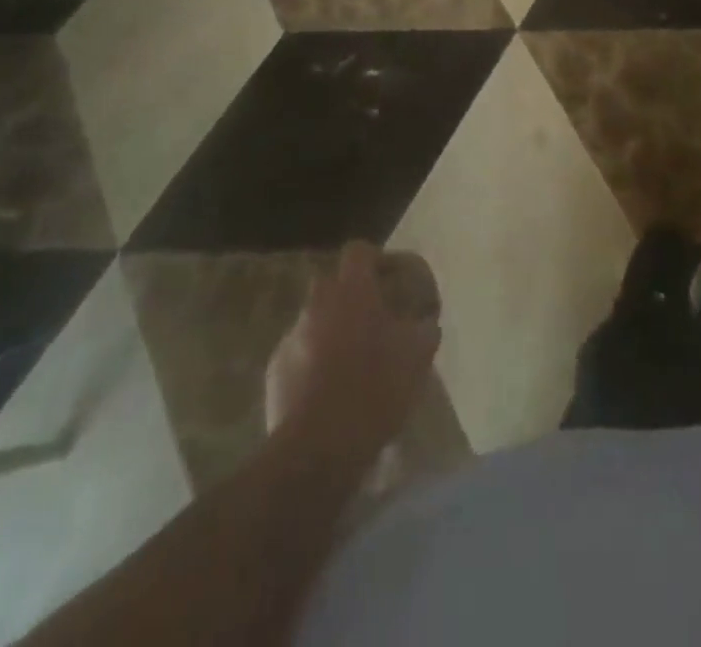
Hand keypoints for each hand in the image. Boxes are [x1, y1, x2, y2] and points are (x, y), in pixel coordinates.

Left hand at [265, 242, 441, 471]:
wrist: (317, 450)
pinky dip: (315, 361)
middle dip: (353, 295)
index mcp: (352, 291)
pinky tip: (331, 389)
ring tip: (354, 361)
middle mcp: (317, 304)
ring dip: (334, 330)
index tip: (393, 280)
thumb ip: (424, 327)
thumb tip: (425, 320)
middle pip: (334, 283)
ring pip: (316, 319)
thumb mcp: (418, 355)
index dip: (377, 259)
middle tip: (376, 320)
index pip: (359, 250)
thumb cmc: (374, 390)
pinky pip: (300, 352)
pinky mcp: (275, 371)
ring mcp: (291, 337)